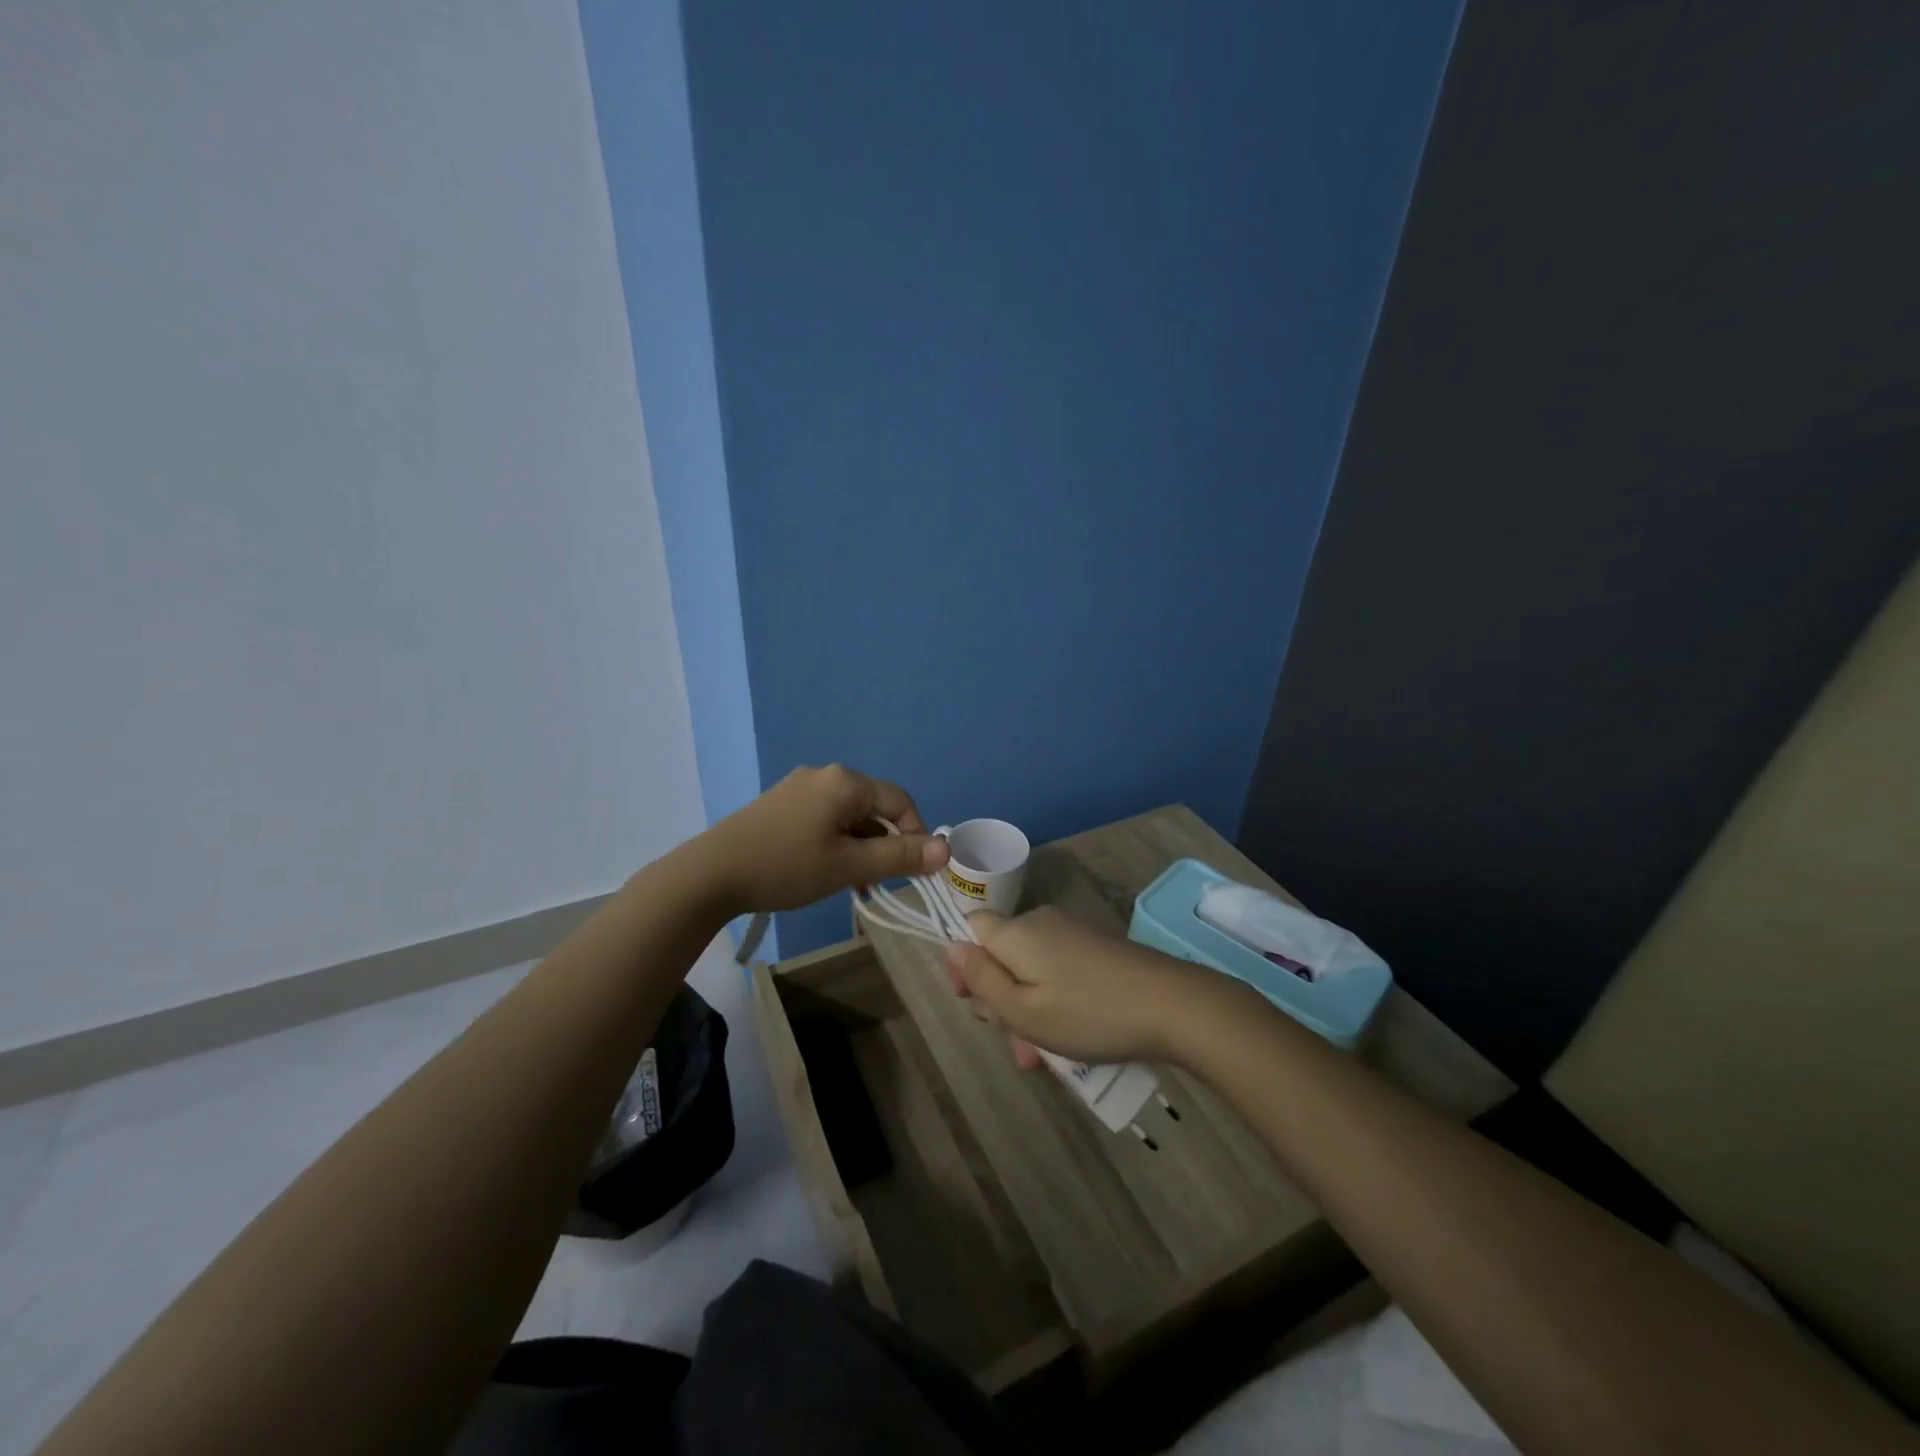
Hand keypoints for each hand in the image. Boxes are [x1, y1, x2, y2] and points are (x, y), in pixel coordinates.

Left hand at [696, 764, 948, 915]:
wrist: (711, 873)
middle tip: (882, 882)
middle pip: (873, 807)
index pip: (900, 801)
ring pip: (848, 816)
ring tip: (854, 884)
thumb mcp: (849, 866)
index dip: (917, 834)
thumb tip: (946, 850)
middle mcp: (824, 775)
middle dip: (885, 844)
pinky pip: (823, 818)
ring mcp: (798, 788)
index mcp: (845, 782)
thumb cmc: (787, 866)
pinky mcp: (779, 804)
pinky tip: (825, 871)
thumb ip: (899, 857)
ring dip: (860, 847)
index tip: (917, 871)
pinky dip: (836, 842)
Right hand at [945, 905, 1238, 1068]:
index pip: (970, 927)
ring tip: (1040, 1058)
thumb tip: (951, 946)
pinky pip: (1056, 972)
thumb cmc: (1088, 1013)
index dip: (962, 962)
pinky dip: (1052, 1002)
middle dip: (998, 998)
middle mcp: (1040, 922)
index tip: (970, 999)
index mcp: (1017, 932)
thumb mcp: (1024, 1009)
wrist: (1172, 1005)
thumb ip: (982, 979)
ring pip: (1029, 970)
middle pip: (1000, 954)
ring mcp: (1071, 934)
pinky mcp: (1094, 949)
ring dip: (1026, 1010)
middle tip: (1014, 1040)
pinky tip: (1065, 1040)